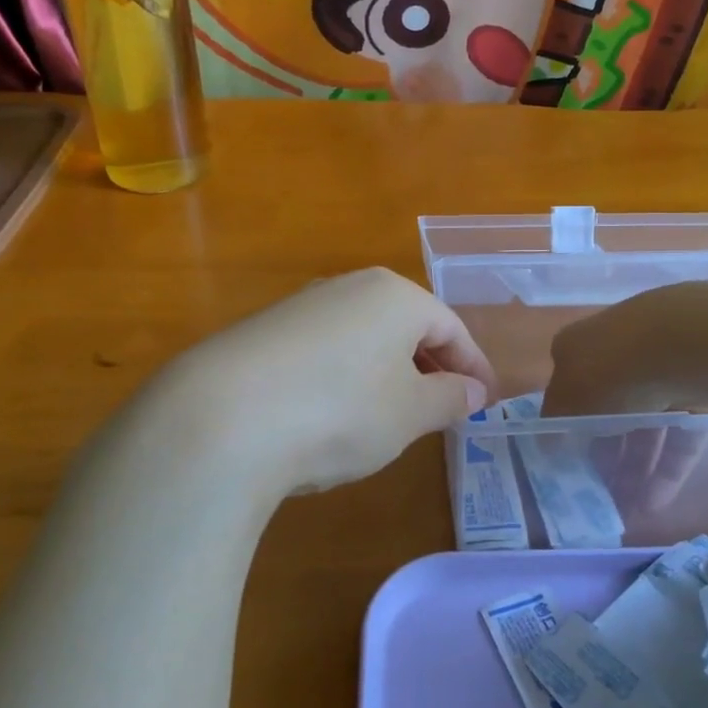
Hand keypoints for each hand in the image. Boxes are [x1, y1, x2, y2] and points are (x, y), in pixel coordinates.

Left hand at [148, 268, 494, 497]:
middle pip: (406, 326)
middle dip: (431, 367)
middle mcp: (348, 288)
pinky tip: (333, 414)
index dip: (474, 366)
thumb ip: (448, 398)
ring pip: (363, 338)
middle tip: (445, 409)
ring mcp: (300, 307)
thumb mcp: (409, 413)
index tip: (487, 403)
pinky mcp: (261, 333)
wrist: (220, 420)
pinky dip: (344, 378)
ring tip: (392, 416)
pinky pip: (323, 351)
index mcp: (394, 295)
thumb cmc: (340, 410)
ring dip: (387, 373)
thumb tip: (471, 392)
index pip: (451, 327)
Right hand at [546, 287, 707, 511]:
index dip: (566, 425)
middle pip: (608, 410)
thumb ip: (554, 424)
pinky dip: (666, 469)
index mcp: (581, 346)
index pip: (568, 386)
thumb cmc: (610, 369)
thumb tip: (546, 443)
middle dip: (602, 453)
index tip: (566, 460)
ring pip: (646, 427)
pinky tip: (655, 504)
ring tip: (626, 509)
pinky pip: (679, 437)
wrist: (686, 346)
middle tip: (597, 491)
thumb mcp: (566, 399)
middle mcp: (620, 354)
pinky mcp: (698, 395)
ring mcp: (662, 373)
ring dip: (634, 469)